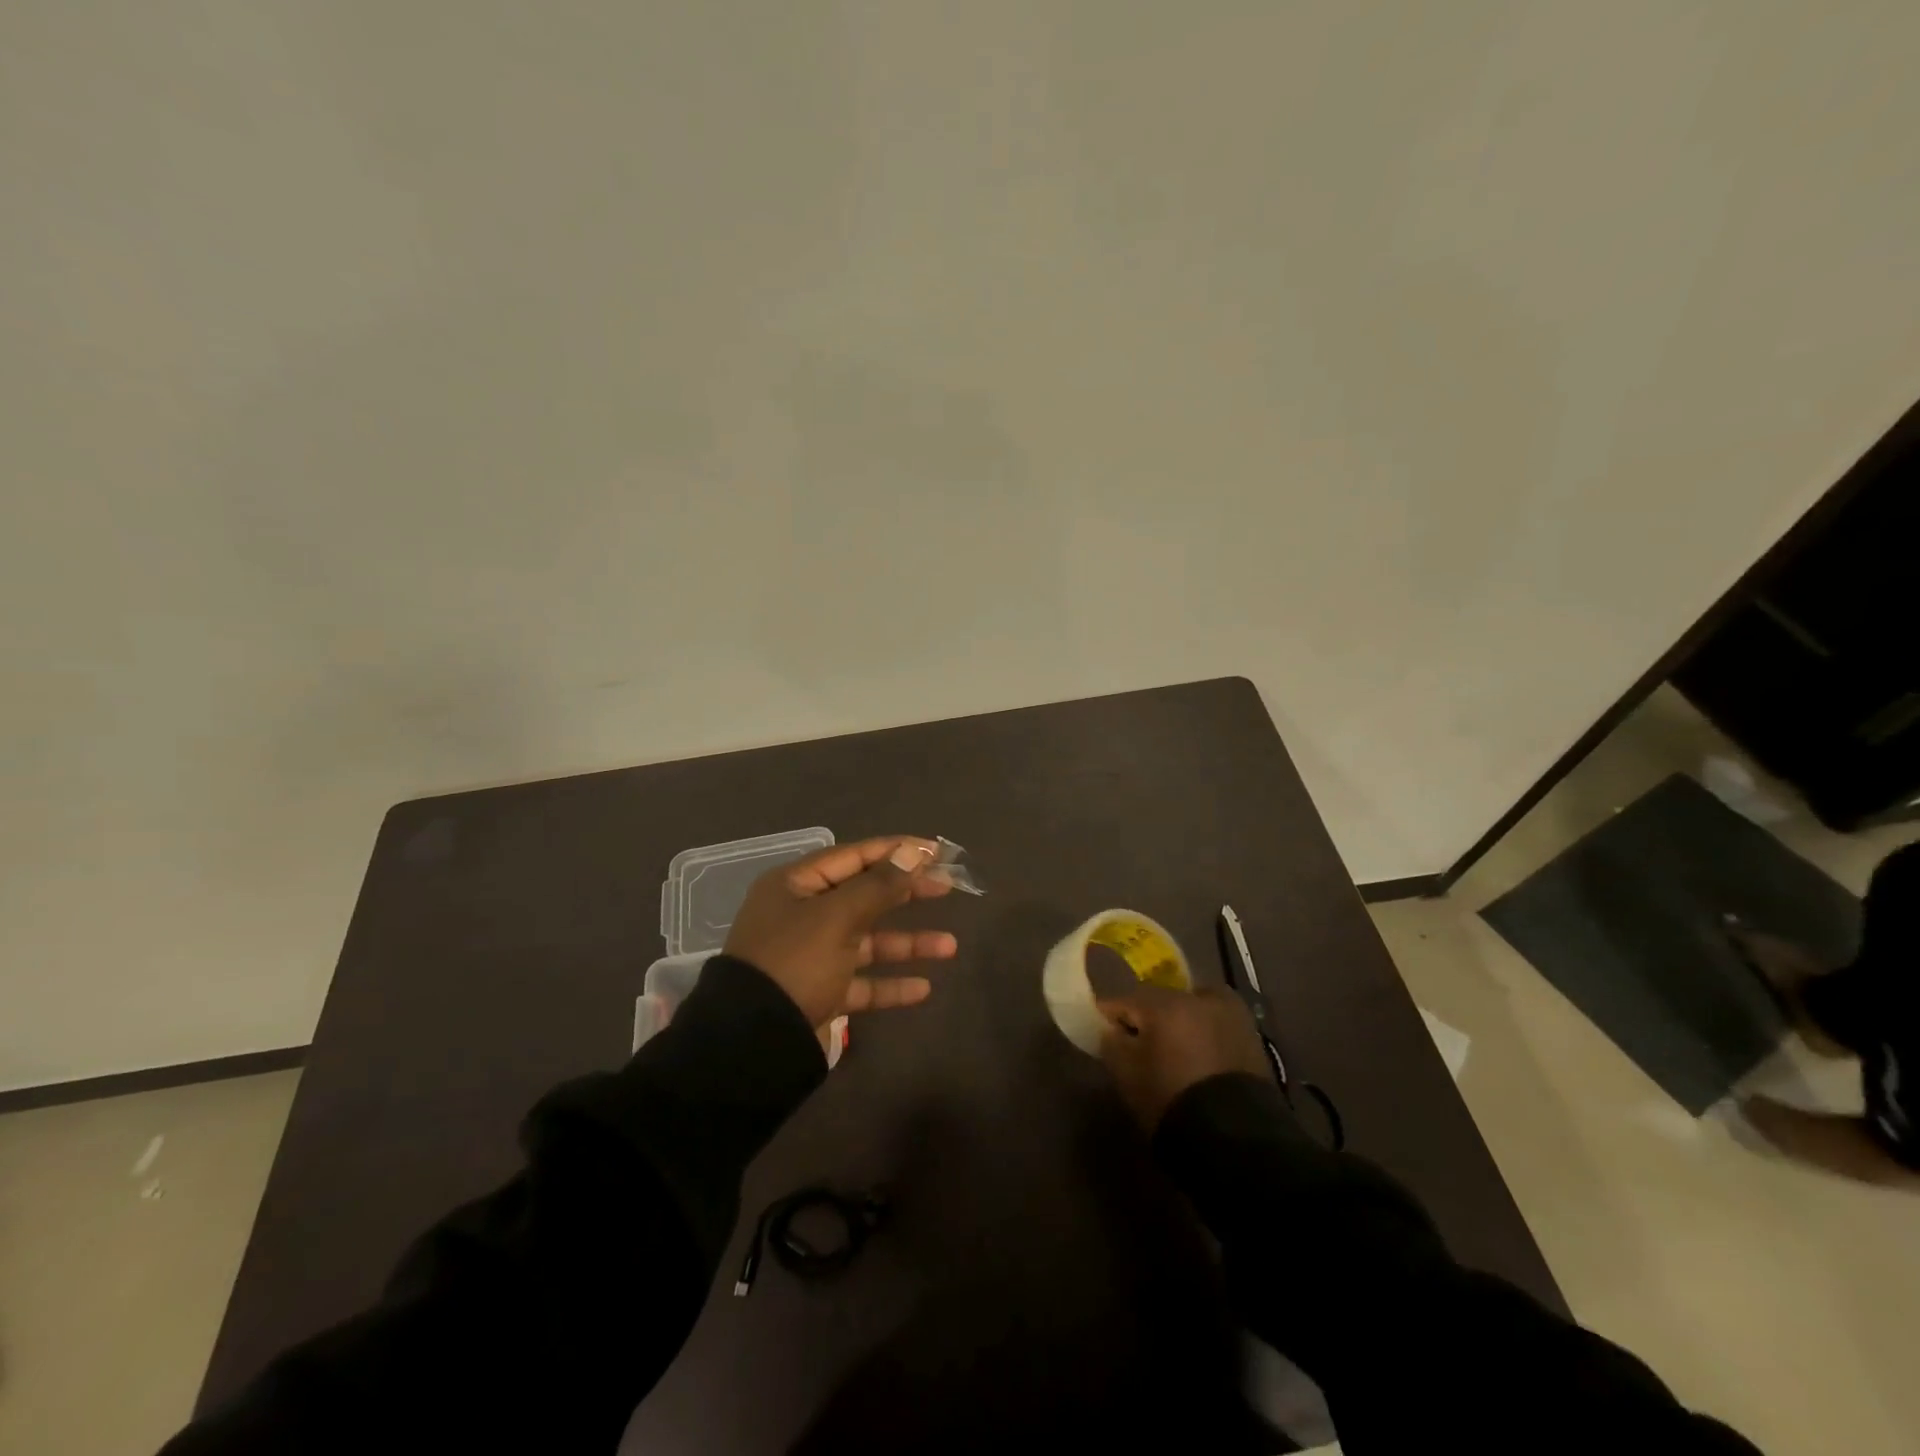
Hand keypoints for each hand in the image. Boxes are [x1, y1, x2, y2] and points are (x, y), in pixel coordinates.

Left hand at [724, 835, 957, 1027]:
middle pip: (864, 895)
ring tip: (949, 947)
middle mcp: (803, 915)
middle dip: (907, 893)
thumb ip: (879, 885)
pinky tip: (923, 988)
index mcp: (796, 885)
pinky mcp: (820, 992)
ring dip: (907, 943)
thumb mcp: (838, 917)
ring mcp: (811, 956)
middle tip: (948, 888)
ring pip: (868, 941)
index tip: (936, 852)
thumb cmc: (795, 962)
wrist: (753, 1042)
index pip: (854, 856)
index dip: (896, 851)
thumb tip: (914, 852)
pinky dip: (890, 984)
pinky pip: (861, 982)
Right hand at [1098, 985, 1271, 1131]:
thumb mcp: (1127, 1075)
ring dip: (1180, 1025)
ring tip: (1170, 1050)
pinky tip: (1196, 1060)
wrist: (1236, 1140)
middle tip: (1137, 1039)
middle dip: (1149, 1016)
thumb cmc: (1171, 1101)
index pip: (1127, 999)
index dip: (1111, 1013)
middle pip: (1163, 1001)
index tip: (1101, 1025)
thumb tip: (1113, 1030)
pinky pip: (1216, 1029)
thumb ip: (1113, 1044)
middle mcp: (1201, 998)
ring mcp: (1232, 1016)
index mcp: (1167, 1002)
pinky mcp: (1253, 1039)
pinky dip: (1203, 1038)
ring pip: (1193, 1011)